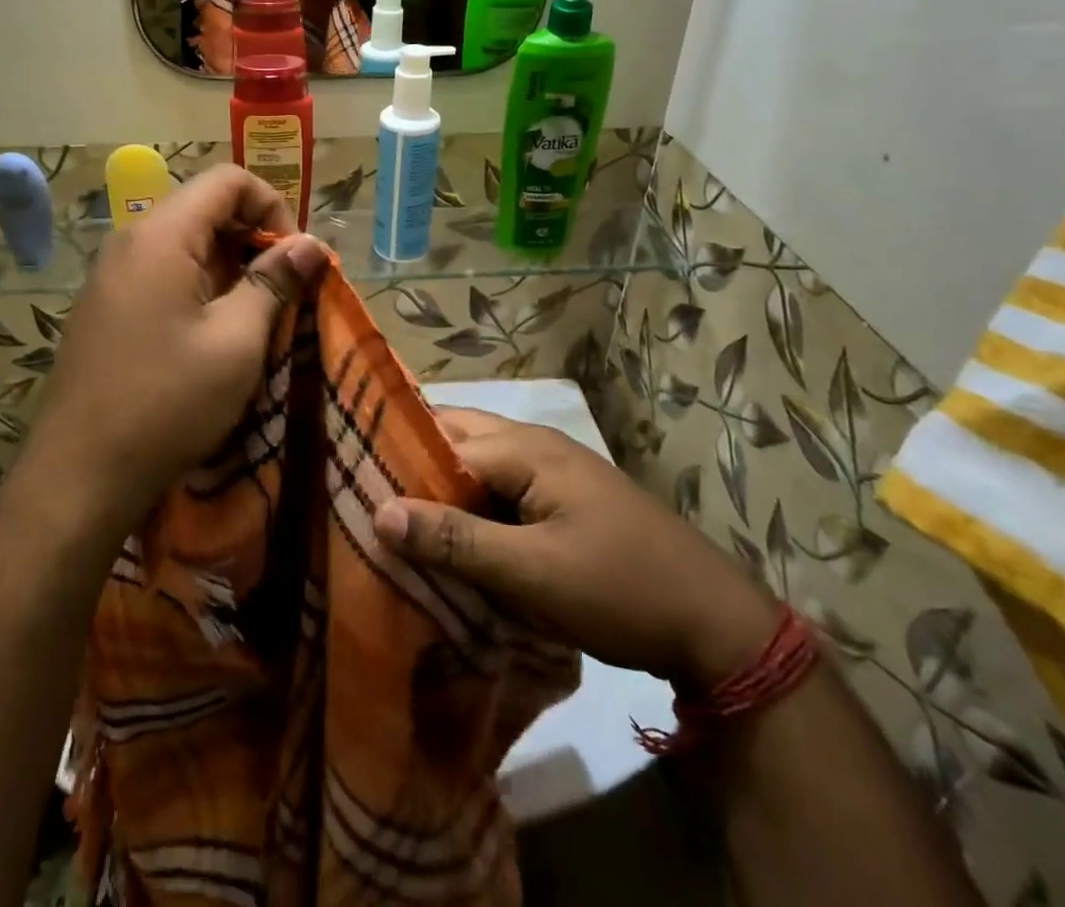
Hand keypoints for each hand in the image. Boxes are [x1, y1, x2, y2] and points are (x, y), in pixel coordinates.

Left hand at [26, 165, 326, 536]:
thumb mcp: (237, 341)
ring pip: (184, 242)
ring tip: (254, 314)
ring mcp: (111, 274)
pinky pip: (161, 271)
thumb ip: (274, 281)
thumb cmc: (168, 401)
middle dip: (252, 237)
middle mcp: (130, 240)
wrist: (80, 474)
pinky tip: (212, 332)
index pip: (226, 181)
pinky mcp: (105, 306)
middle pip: (204, 207)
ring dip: (229, 265)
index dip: (272, 205)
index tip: (293, 257)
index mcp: (161, 235)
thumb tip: (309, 243)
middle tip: (282, 288)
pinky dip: (199, 284)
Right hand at [373, 410, 779, 689]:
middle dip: (413, 464)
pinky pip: (501, 491)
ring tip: (396, 519)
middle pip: (457, 440)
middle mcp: (535, 446)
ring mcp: (553, 472)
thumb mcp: (531, 572)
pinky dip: (471, 507)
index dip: (395, 464)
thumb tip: (378, 510)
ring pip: (478, 465)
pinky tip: (451, 539)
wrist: (715, 624)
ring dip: (442, 489)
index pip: (439, 443)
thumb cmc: (618, 589)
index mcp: (525, 448)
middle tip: (364, 496)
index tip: (349, 487)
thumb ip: (455, 540)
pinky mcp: (563, 501)